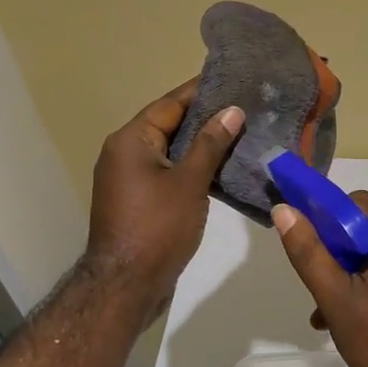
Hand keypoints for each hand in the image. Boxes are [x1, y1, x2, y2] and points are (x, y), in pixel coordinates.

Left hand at [85, 79, 242, 319]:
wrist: (124, 287)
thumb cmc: (157, 228)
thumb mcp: (189, 182)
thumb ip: (211, 144)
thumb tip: (232, 110)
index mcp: (131, 140)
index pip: (170, 104)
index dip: (201, 91)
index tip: (232, 79)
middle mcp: (124, 152)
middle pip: (169, 124)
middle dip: (205, 117)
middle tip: (244, 106)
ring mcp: (128, 178)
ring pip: (169, 149)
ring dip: (200, 143)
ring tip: (239, 133)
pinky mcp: (136, 200)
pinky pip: (166, 171)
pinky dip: (190, 165)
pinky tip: (220, 167)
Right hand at [273, 192, 367, 366]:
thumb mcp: (337, 299)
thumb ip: (309, 252)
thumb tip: (284, 210)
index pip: (352, 202)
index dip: (323, 218)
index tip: (307, 248)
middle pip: (365, 220)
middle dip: (336, 246)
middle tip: (319, 279)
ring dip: (350, 267)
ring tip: (326, 308)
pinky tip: (351, 315)